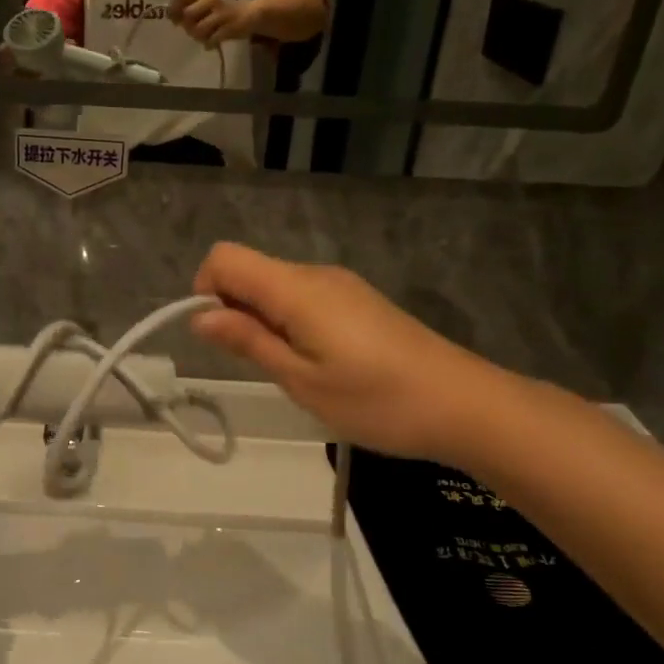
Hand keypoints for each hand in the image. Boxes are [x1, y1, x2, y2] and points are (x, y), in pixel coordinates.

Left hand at [170, 0, 255, 45]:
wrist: (251, 14)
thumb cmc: (223, 13)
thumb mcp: (206, 7)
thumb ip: (189, 10)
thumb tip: (171, 18)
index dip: (173, 10)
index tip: (175, 20)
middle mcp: (211, 1)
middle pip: (188, 15)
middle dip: (188, 27)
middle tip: (194, 31)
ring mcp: (221, 14)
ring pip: (199, 30)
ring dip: (199, 37)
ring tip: (206, 38)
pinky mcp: (230, 28)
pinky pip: (212, 40)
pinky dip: (209, 44)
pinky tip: (212, 44)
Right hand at [190, 243, 503, 461]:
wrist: (464, 405)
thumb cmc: (376, 400)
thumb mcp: (302, 380)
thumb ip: (248, 342)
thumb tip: (200, 316)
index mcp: (296, 288)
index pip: (225, 258)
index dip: (205, 289)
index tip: (219, 337)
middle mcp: (315, 274)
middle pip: (251, 271)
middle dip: (235, 311)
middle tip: (262, 366)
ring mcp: (342, 285)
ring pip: (277, 287)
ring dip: (264, 321)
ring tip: (295, 372)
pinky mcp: (359, 301)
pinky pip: (305, 298)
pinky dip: (292, 323)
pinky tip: (320, 364)